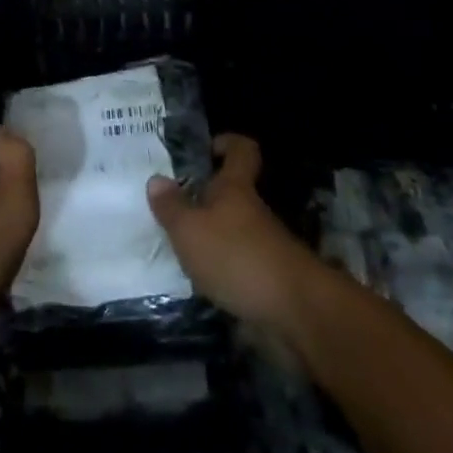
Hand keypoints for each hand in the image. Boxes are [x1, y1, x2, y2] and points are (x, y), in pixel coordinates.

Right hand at [146, 134, 324, 330]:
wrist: (296, 310)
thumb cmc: (236, 255)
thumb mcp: (190, 230)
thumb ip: (171, 206)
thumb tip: (156, 179)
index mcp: (235, 187)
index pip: (241, 149)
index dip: (226, 143)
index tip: (206, 151)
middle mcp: (254, 208)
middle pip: (236, 191)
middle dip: (209, 197)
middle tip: (177, 207)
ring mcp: (268, 242)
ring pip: (238, 226)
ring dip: (215, 234)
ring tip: (184, 247)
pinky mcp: (273, 275)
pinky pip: (244, 259)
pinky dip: (227, 266)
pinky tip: (206, 280)